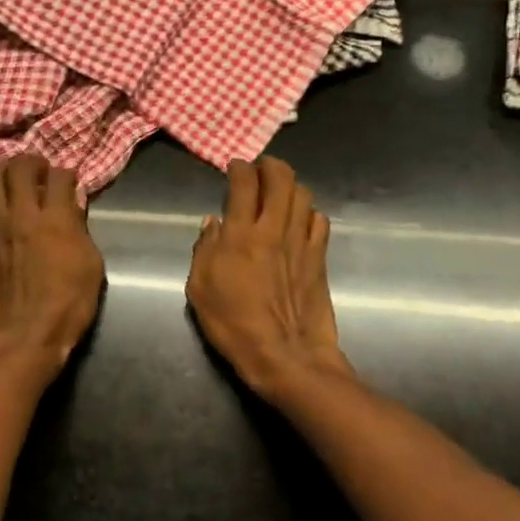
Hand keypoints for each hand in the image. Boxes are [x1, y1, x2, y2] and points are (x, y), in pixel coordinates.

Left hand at [0, 154, 103, 378]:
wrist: (23, 338)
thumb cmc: (67, 306)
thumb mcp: (91, 266)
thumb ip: (80, 230)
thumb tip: (72, 208)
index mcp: (56, 219)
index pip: (60, 176)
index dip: (66, 174)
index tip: (68, 181)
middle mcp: (22, 215)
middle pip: (20, 168)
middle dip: (31, 162)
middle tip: (37, 169)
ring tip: (7, 177)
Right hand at [186, 157, 352, 401]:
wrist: (285, 355)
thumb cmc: (234, 324)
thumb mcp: (200, 289)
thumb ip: (204, 250)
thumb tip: (213, 223)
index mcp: (240, 234)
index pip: (243, 183)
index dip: (239, 168)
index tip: (234, 167)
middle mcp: (273, 229)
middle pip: (281, 178)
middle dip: (270, 166)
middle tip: (260, 169)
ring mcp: (301, 242)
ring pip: (303, 194)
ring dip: (290, 185)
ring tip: (280, 191)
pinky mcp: (319, 257)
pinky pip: (319, 220)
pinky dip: (308, 212)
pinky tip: (299, 221)